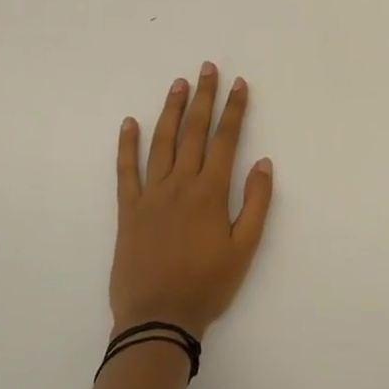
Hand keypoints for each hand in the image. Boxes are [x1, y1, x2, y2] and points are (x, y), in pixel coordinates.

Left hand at [110, 63, 273, 339]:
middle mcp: (180, 185)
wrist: (157, 319)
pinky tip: (129, 123)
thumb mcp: (245, 249)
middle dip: (203, 98)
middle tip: (207, 68)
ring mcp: (151, 195)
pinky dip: (127, 145)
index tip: (239, 84)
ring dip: (170, 111)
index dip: (234, 110)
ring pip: (161, 143)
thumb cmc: (207, 286)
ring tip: (178, 84)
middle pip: (193, 132)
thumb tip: (263, 163)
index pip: (225, 140)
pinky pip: (126, 171)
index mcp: (210, 193)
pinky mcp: (128, 210)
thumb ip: (255, 204)